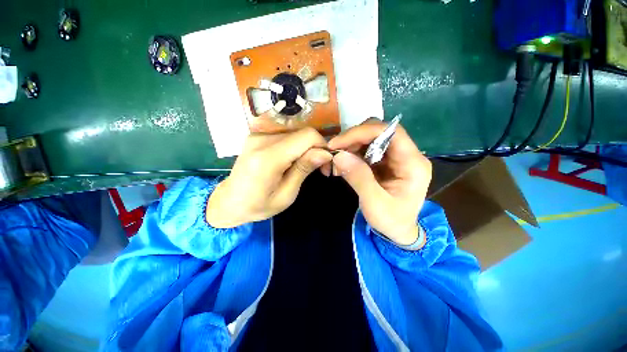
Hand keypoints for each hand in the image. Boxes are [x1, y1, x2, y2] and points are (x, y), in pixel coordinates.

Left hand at [206, 128, 331, 227]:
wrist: (229, 202)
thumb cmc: (258, 205)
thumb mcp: (286, 194)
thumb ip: (304, 169)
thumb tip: (325, 153)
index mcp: (268, 158)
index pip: (306, 137)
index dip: (322, 146)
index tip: (326, 164)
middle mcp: (261, 140)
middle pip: (302, 133)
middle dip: (316, 148)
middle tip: (319, 168)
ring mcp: (257, 135)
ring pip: (295, 134)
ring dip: (306, 148)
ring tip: (305, 166)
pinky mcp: (257, 135)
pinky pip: (286, 136)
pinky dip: (295, 146)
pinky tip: (292, 160)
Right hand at [324, 119, 431, 245]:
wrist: (398, 231)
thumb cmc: (391, 221)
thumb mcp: (374, 204)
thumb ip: (359, 178)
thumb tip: (339, 155)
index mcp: (413, 164)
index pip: (391, 133)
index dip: (363, 132)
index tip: (338, 142)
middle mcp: (406, 155)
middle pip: (380, 132)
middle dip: (354, 138)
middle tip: (335, 151)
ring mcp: (395, 157)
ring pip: (371, 138)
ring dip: (351, 145)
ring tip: (337, 158)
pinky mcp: (385, 161)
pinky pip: (366, 149)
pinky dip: (352, 152)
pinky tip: (343, 162)